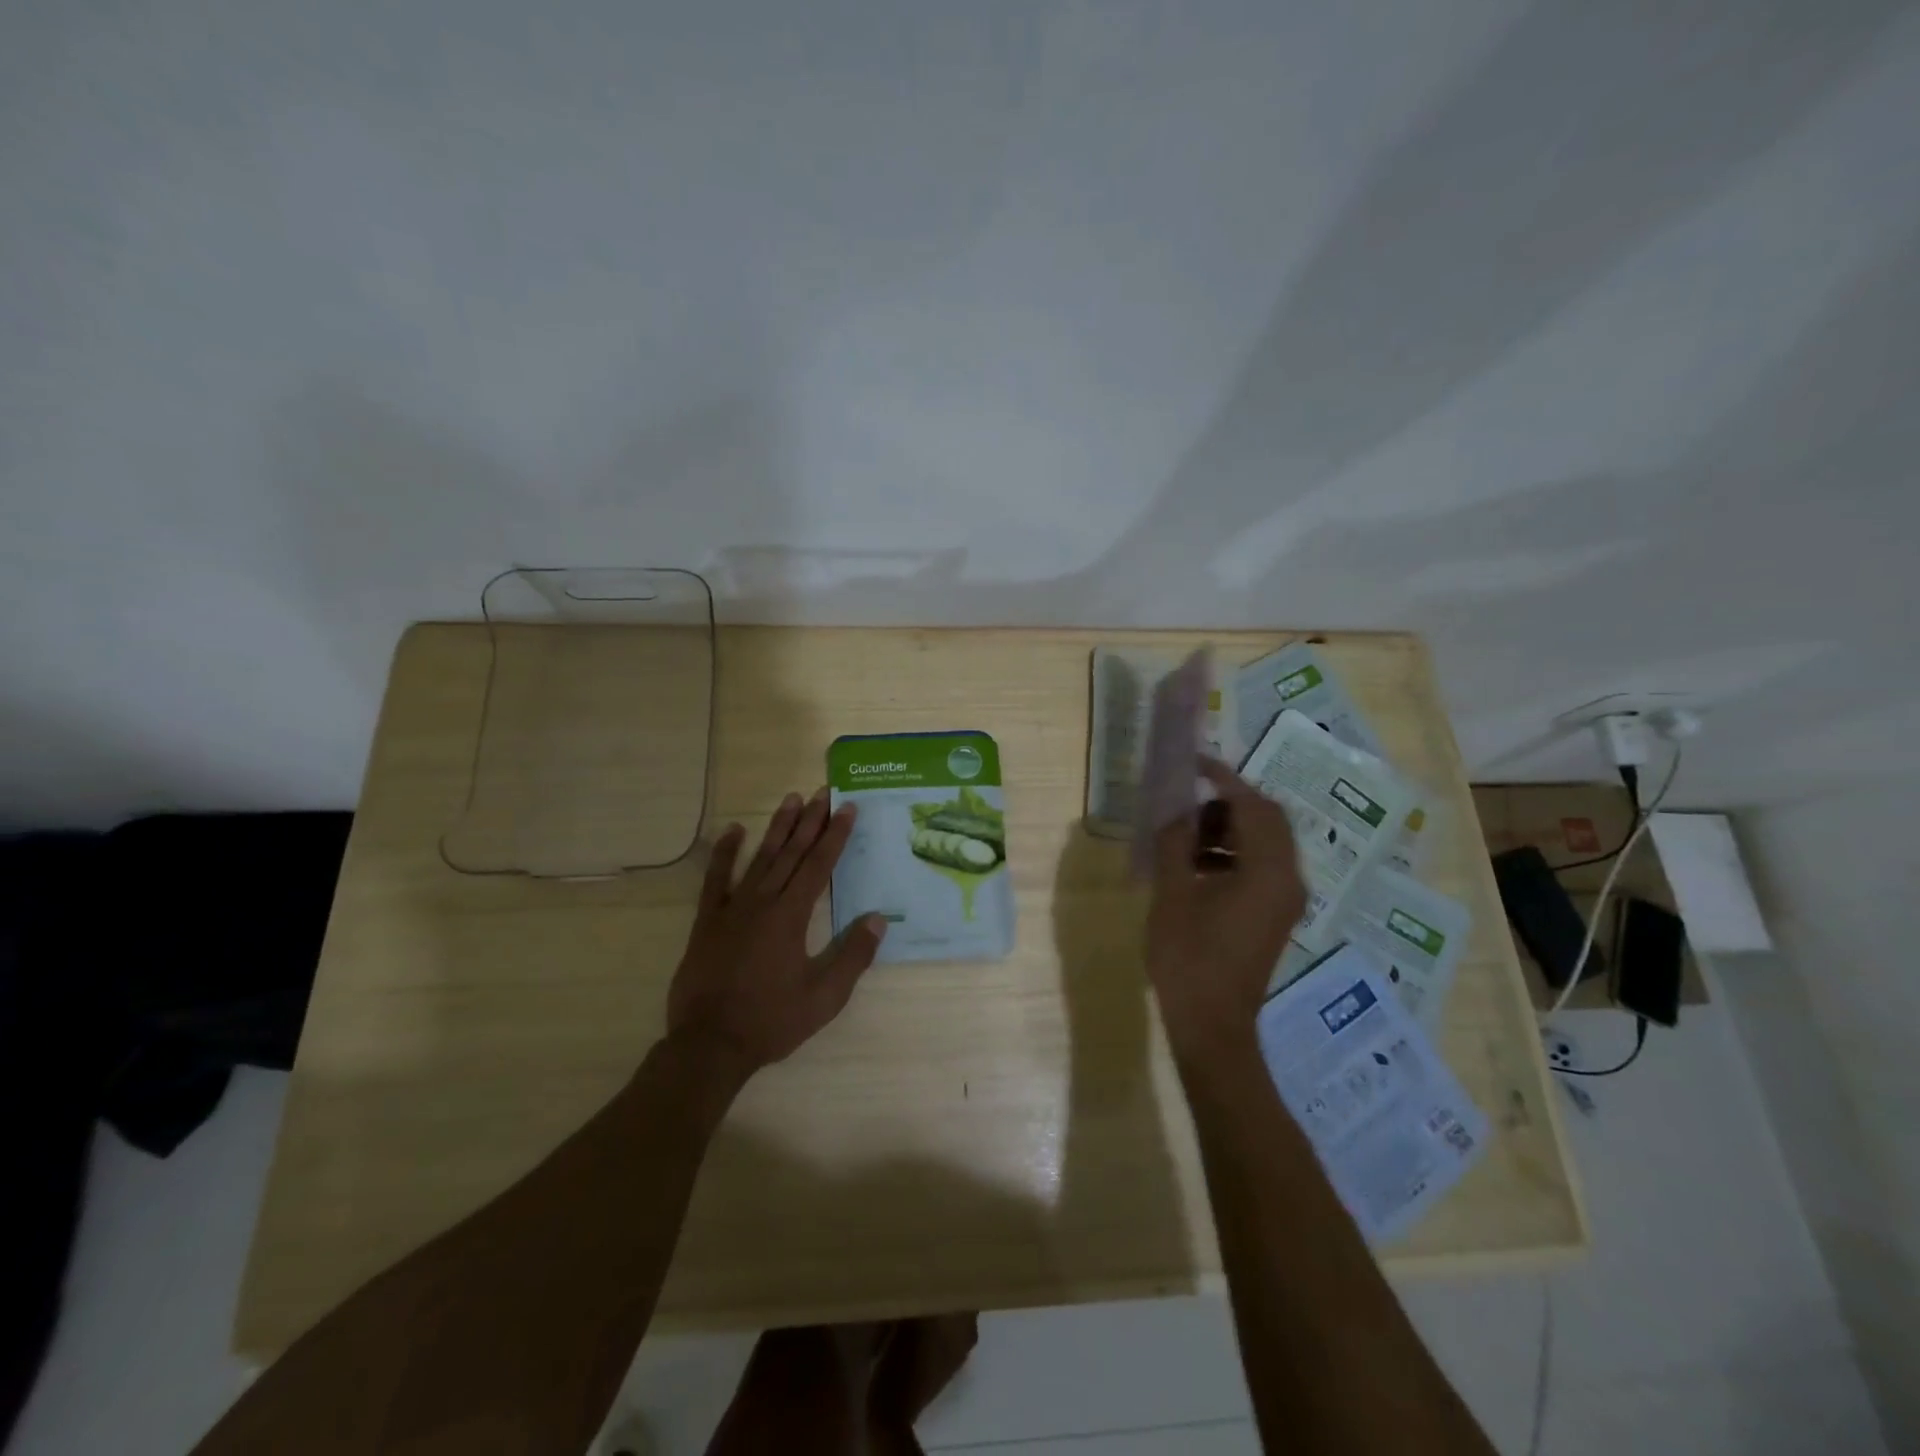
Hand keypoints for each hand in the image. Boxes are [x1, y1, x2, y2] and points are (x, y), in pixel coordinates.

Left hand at [667, 788, 886, 1075]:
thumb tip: (878, 918)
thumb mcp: (824, 997)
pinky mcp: (707, 921)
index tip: (847, 808)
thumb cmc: (772, 1020)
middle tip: (823, 791)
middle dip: (810, 821)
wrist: (709, 1044)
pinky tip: (733, 831)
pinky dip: (725, 854)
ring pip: (760, 858)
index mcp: (792, 916)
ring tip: (791, 799)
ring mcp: (731, 909)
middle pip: (792, 853)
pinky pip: (715, 879)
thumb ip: (854, 956)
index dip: (835, 835)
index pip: (819, 865)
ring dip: (777, 828)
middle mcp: (763, 902)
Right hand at [1146, 759, 1307, 1060]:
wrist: (1213, 1025)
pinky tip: (1196, 865)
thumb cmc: (1189, 958)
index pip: (1253, 805)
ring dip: (1229, 828)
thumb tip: (1176, 809)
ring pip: (1265, 842)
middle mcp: (1288, 879)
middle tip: (1187, 801)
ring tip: (1185, 835)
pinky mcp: (1275, 913)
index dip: (1223, 778)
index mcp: (1267, 871)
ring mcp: (1285, 899)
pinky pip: (1261, 865)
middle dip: (1228, 802)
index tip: (1194, 763)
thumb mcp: (1172, 894)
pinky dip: (1233, 852)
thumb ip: (1175, 843)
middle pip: (1268, 819)